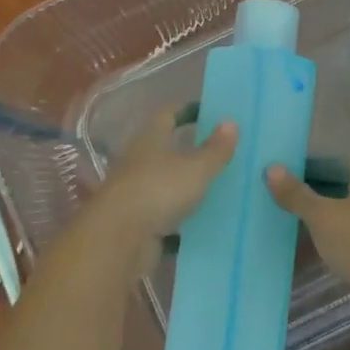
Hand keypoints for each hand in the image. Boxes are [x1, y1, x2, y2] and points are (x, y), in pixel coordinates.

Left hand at [91, 105, 237, 242]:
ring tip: (217, 185)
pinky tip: (202, 220)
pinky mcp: (137, 221)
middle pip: (164, 148)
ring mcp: (135, 192)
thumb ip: (215, 149)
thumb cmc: (158, 190)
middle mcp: (138, 161)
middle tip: (220, 150)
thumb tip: (231, 122)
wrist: (118, 239)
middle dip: (189, 148)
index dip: (186, 110)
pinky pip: (164, 213)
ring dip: (185, 183)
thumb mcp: (196, 168)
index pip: (167, 114)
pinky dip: (180, 215)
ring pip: (164, 182)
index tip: (208, 112)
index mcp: (150, 138)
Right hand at [265, 162, 349, 334]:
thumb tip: (271, 168)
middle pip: (337, 185)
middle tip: (276, 200)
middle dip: (309, 194)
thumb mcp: (322, 216)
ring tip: (286, 222)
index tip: (276, 178)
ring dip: (320, 217)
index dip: (302, 168)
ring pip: (343, 211)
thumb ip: (296, 194)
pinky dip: (332, 236)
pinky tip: (308, 245)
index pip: (330, 161)